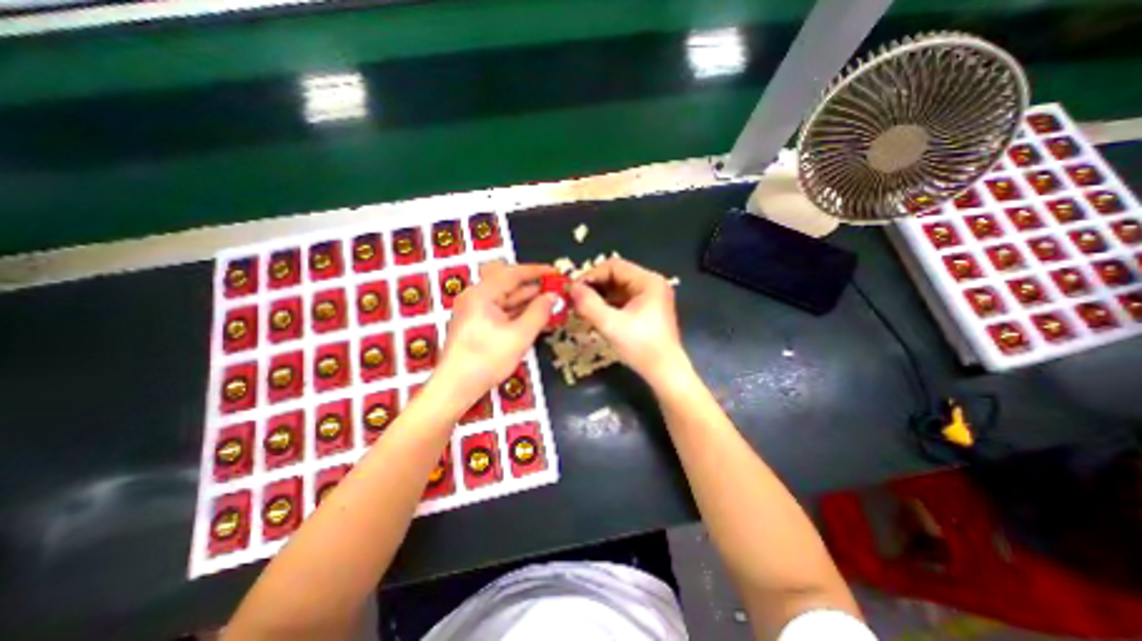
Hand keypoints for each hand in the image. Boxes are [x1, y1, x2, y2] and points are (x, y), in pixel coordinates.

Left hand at [433, 263, 556, 404]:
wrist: (455, 387)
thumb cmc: (487, 360)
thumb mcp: (519, 336)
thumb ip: (539, 313)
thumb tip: (554, 296)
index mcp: (482, 294)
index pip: (512, 273)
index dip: (536, 271)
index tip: (556, 272)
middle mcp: (476, 297)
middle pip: (507, 283)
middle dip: (532, 286)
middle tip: (554, 290)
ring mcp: (474, 310)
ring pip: (505, 297)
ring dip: (526, 300)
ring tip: (550, 304)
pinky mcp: (476, 323)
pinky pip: (500, 310)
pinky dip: (517, 311)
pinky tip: (534, 317)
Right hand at [570, 256, 685, 384]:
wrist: (664, 372)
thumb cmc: (641, 347)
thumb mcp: (611, 325)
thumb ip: (589, 304)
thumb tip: (572, 288)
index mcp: (648, 281)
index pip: (614, 266)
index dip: (591, 275)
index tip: (573, 289)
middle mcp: (651, 284)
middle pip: (616, 275)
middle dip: (594, 286)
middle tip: (575, 299)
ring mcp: (650, 297)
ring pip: (618, 288)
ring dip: (599, 296)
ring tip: (582, 307)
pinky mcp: (647, 309)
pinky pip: (623, 300)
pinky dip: (608, 304)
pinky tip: (595, 314)